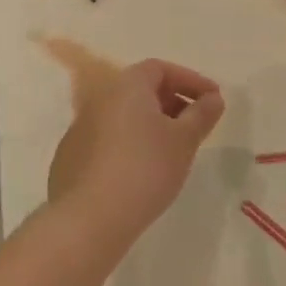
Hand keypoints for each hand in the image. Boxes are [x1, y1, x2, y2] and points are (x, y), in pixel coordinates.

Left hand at [47, 59, 224, 244]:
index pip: (160, 68)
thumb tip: (213, 98)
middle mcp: (99, 99)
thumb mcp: (184, 141)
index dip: (189, 80)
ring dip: (151, 125)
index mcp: (126, 87)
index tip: (212, 99)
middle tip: (195, 125)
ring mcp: (80, 128)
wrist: (90, 217)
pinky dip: (130, 145)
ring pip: (124, 117)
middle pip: (140, 90)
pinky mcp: (72, 156)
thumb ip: (201, 114)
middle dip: (172, 102)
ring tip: (173, 151)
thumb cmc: (145, 169)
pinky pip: (108, 140)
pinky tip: (142, 171)